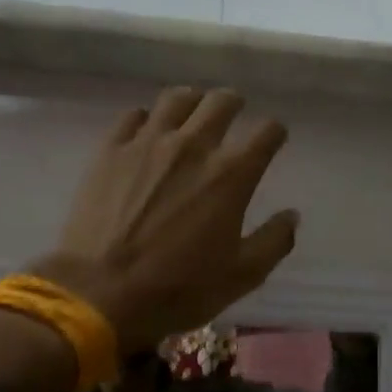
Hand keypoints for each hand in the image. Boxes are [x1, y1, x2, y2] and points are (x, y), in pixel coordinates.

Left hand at [32, 88, 299, 352]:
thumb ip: (274, 241)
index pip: (267, 132)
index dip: (275, 132)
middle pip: (222, 101)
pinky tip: (148, 134)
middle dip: (235, 104)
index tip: (273, 139)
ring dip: (193, 102)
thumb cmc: (179, 288)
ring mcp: (147, 143)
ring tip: (192, 114)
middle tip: (234, 114)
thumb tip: (291, 216)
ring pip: (177, 99)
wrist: (101, 293)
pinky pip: (134, 116)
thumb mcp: (242, 276)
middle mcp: (193, 146)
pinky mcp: (111, 150)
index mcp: (232, 174)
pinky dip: (148, 119)